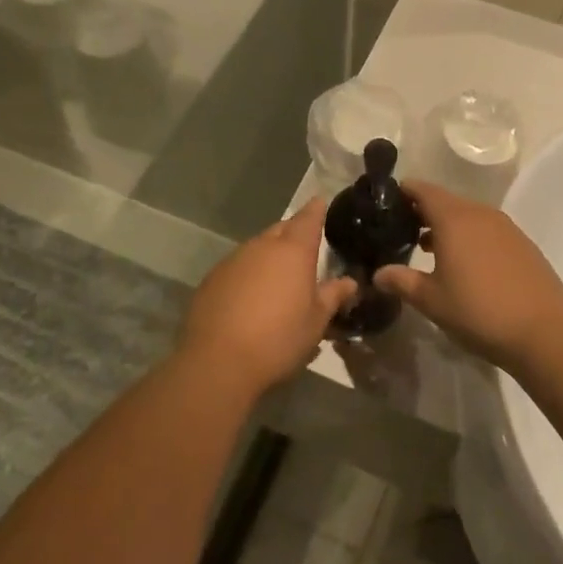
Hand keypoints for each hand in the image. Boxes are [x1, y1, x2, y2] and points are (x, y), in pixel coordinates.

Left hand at [178, 199, 357, 396]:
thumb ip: (333, 296)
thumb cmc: (279, 339)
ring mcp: (233, 260)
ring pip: (257, 247)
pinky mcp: (213, 278)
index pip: (308, 218)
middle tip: (305, 247)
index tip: (321, 202)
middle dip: (293, 232)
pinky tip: (251, 296)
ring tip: (279, 276)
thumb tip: (349, 282)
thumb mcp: (316, 321)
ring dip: (270, 255)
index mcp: (293, 251)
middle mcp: (262, 246)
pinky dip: (249, 273)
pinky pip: (238, 266)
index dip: (316, 210)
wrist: (218, 361)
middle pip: (281, 229)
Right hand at [373, 183, 562, 368]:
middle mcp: (480, 214)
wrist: (545, 332)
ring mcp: (506, 227)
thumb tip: (378, 274)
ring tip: (428, 250)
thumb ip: (402, 281)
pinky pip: (487, 230)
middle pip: (445, 201)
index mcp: (454, 219)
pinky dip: (470, 237)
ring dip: (447, 226)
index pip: (423, 190)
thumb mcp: (432, 300)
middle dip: (422, 211)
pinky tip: (465, 264)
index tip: (385, 203)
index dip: (403, 192)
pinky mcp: (523, 244)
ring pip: (468, 216)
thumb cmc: (479, 311)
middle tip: (401, 230)